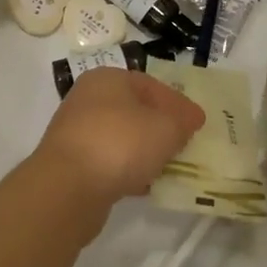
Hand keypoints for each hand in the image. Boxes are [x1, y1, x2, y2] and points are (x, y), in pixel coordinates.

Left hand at [35, 67, 205, 209]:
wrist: (68, 188)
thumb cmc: (121, 144)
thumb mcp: (166, 127)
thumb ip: (183, 121)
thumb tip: (190, 119)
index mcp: (108, 79)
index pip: (151, 85)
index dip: (178, 103)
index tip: (197, 124)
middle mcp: (87, 100)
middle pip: (134, 111)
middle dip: (161, 128)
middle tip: (185, 145)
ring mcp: (77, 132)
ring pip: (121, 138)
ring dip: (145, 152)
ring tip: (168, 168)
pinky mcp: (72, 164)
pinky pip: (108, 162)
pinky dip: (127, 171)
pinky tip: (144, 186)